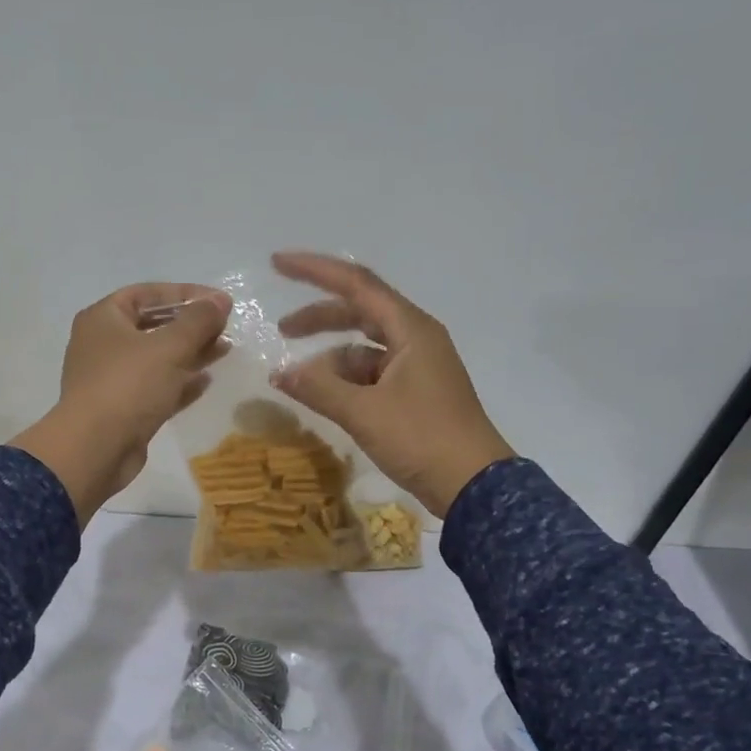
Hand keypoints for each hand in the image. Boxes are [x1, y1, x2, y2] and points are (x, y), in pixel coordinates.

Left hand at [12, 284, 231, 523]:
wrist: (95, 449)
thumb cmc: (128, 385)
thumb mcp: (169, 346)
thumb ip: (198, 321)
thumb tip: (220, 301)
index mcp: (103, 319)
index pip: (148, 294)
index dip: (186, 294)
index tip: (219, 301)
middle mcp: (104, 344)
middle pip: (153, 326)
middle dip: (191, 326)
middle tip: (225, 327)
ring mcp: (112, 379)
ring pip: (157, 359)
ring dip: (190, 353)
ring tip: (225, 350)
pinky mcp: (124, 409)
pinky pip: (157, 387)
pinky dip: (180, 382)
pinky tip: (207, 381)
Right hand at [270, 252, 513, 517]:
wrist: (473, 486)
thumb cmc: (422, 438)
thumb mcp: (364, 412)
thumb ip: (319, 388)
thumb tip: (280, 373)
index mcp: (411, 330)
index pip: (357, 284)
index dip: (315, 271)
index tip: (277, 263)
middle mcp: (416, 339)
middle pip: (360, 312)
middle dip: (319, 319)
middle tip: (281, 331)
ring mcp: (418, 368)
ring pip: (364, 349)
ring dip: (330, 359)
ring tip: (298, 380)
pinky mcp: (416, 394)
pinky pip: (372, 375)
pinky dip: (345, 381)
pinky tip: (325, 399)